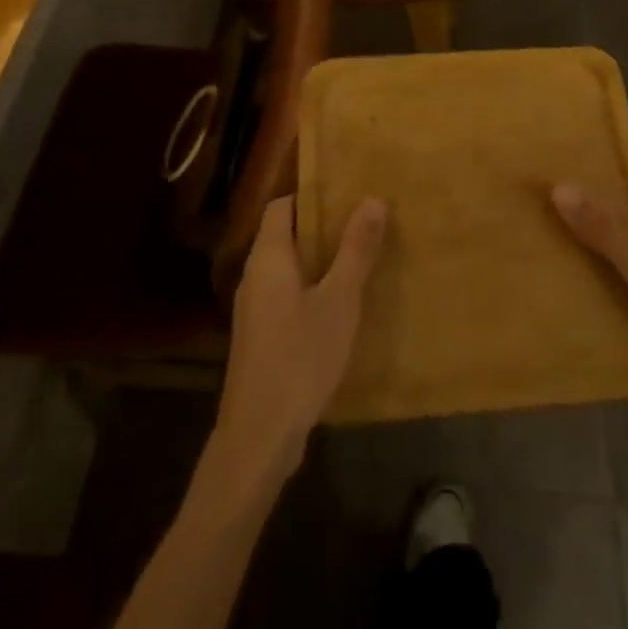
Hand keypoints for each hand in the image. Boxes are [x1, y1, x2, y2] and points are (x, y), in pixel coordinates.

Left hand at [215, 196, 386, 480]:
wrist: (259, 436)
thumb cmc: (300, 357)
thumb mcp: (339, 300)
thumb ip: (355, 250)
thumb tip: (372, 199)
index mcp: (268, 257)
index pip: (281, 206)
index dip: (311, 194)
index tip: (347, 192)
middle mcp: (254, 276)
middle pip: (284, 234)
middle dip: (322, 226)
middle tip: (364, 221)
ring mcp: (254, 309)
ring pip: (288, 267)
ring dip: (319, 259)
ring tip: (360, 257)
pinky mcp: (260, 337)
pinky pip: (287, 295)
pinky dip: (312, 288)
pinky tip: (341, 305)